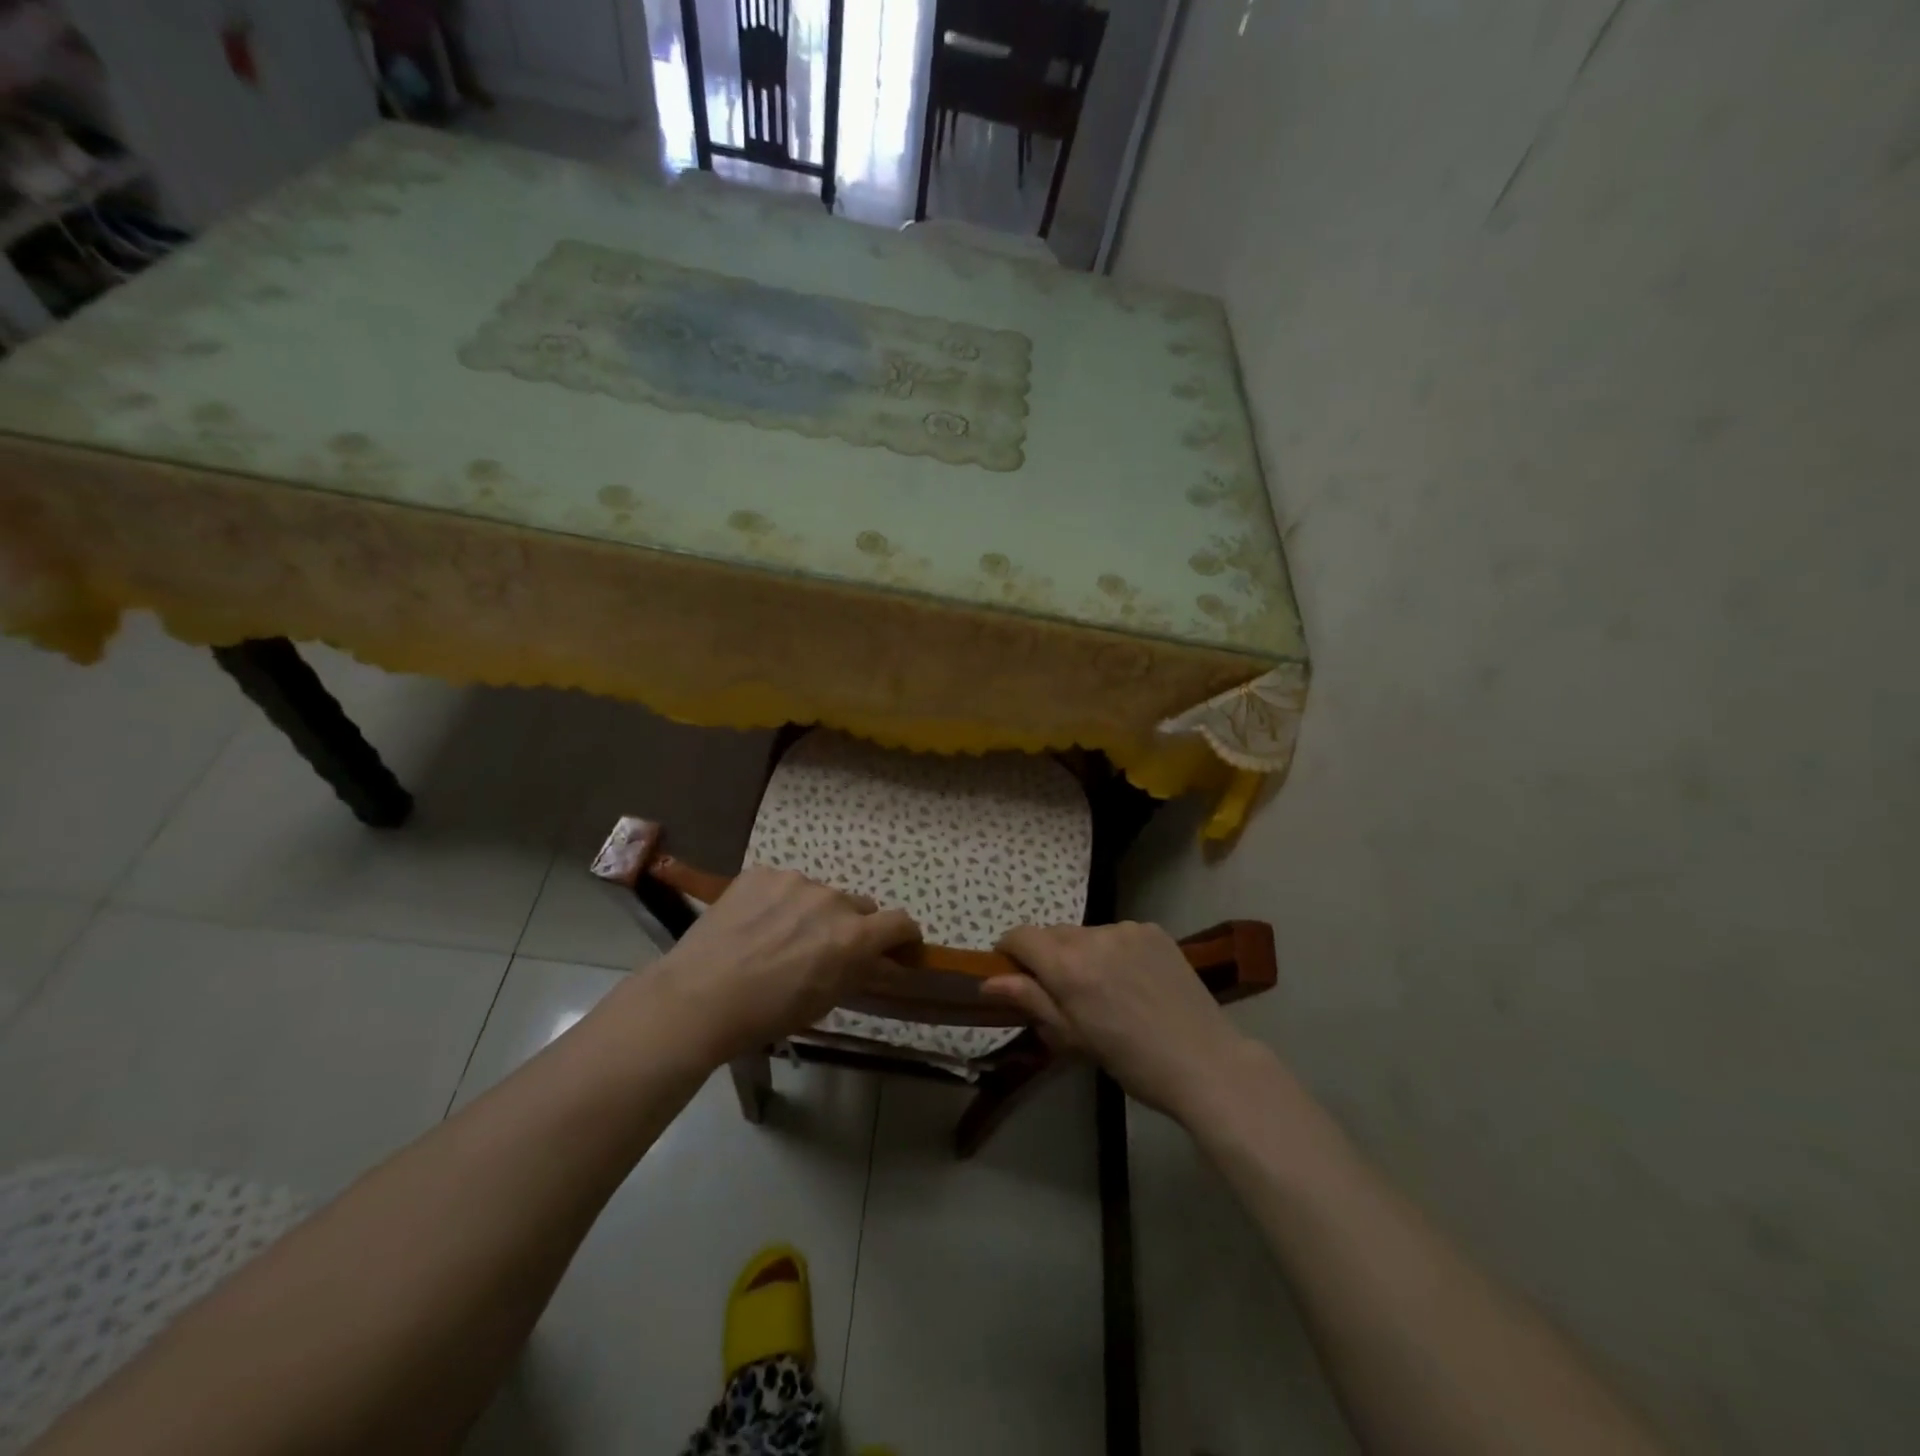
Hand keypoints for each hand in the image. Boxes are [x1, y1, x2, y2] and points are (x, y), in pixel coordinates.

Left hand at [646, 865, 920, 1061]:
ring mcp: (793, 881)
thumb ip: (858, 971)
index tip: (898, 946)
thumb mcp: (823, 1002)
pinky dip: (778, 901)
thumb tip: (880, 960)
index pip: (900, 922)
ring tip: (779, 937)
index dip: (904, 936)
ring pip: (818, 894)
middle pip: (859, 906)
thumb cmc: (766, 1013)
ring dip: (812, 911)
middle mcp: (831, 899)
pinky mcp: (760, 873)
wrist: (698, 998)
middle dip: (852, 926)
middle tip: (825, 949)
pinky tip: (754, 925)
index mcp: (853, 935)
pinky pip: (783, 885)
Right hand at [985, 922, 1249, 1119]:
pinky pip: (1116, 933)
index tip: (1013, 973)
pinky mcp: (1153, 930)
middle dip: (1046, 956)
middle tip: (1062, 993)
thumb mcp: (1074, 1039)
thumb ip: (1031, 1001)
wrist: (1205, 1062)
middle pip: (1052, 933)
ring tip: (1104, 989)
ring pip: (1085, 933)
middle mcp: (1094, 936)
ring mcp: (1127, 929)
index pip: (1021, 936)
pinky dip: (1112, 950)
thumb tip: (989, 981)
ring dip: (1081, 952)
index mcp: (1069, 967)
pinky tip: (1132, 980)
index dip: (1009, 950)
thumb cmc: (1132, 1062)